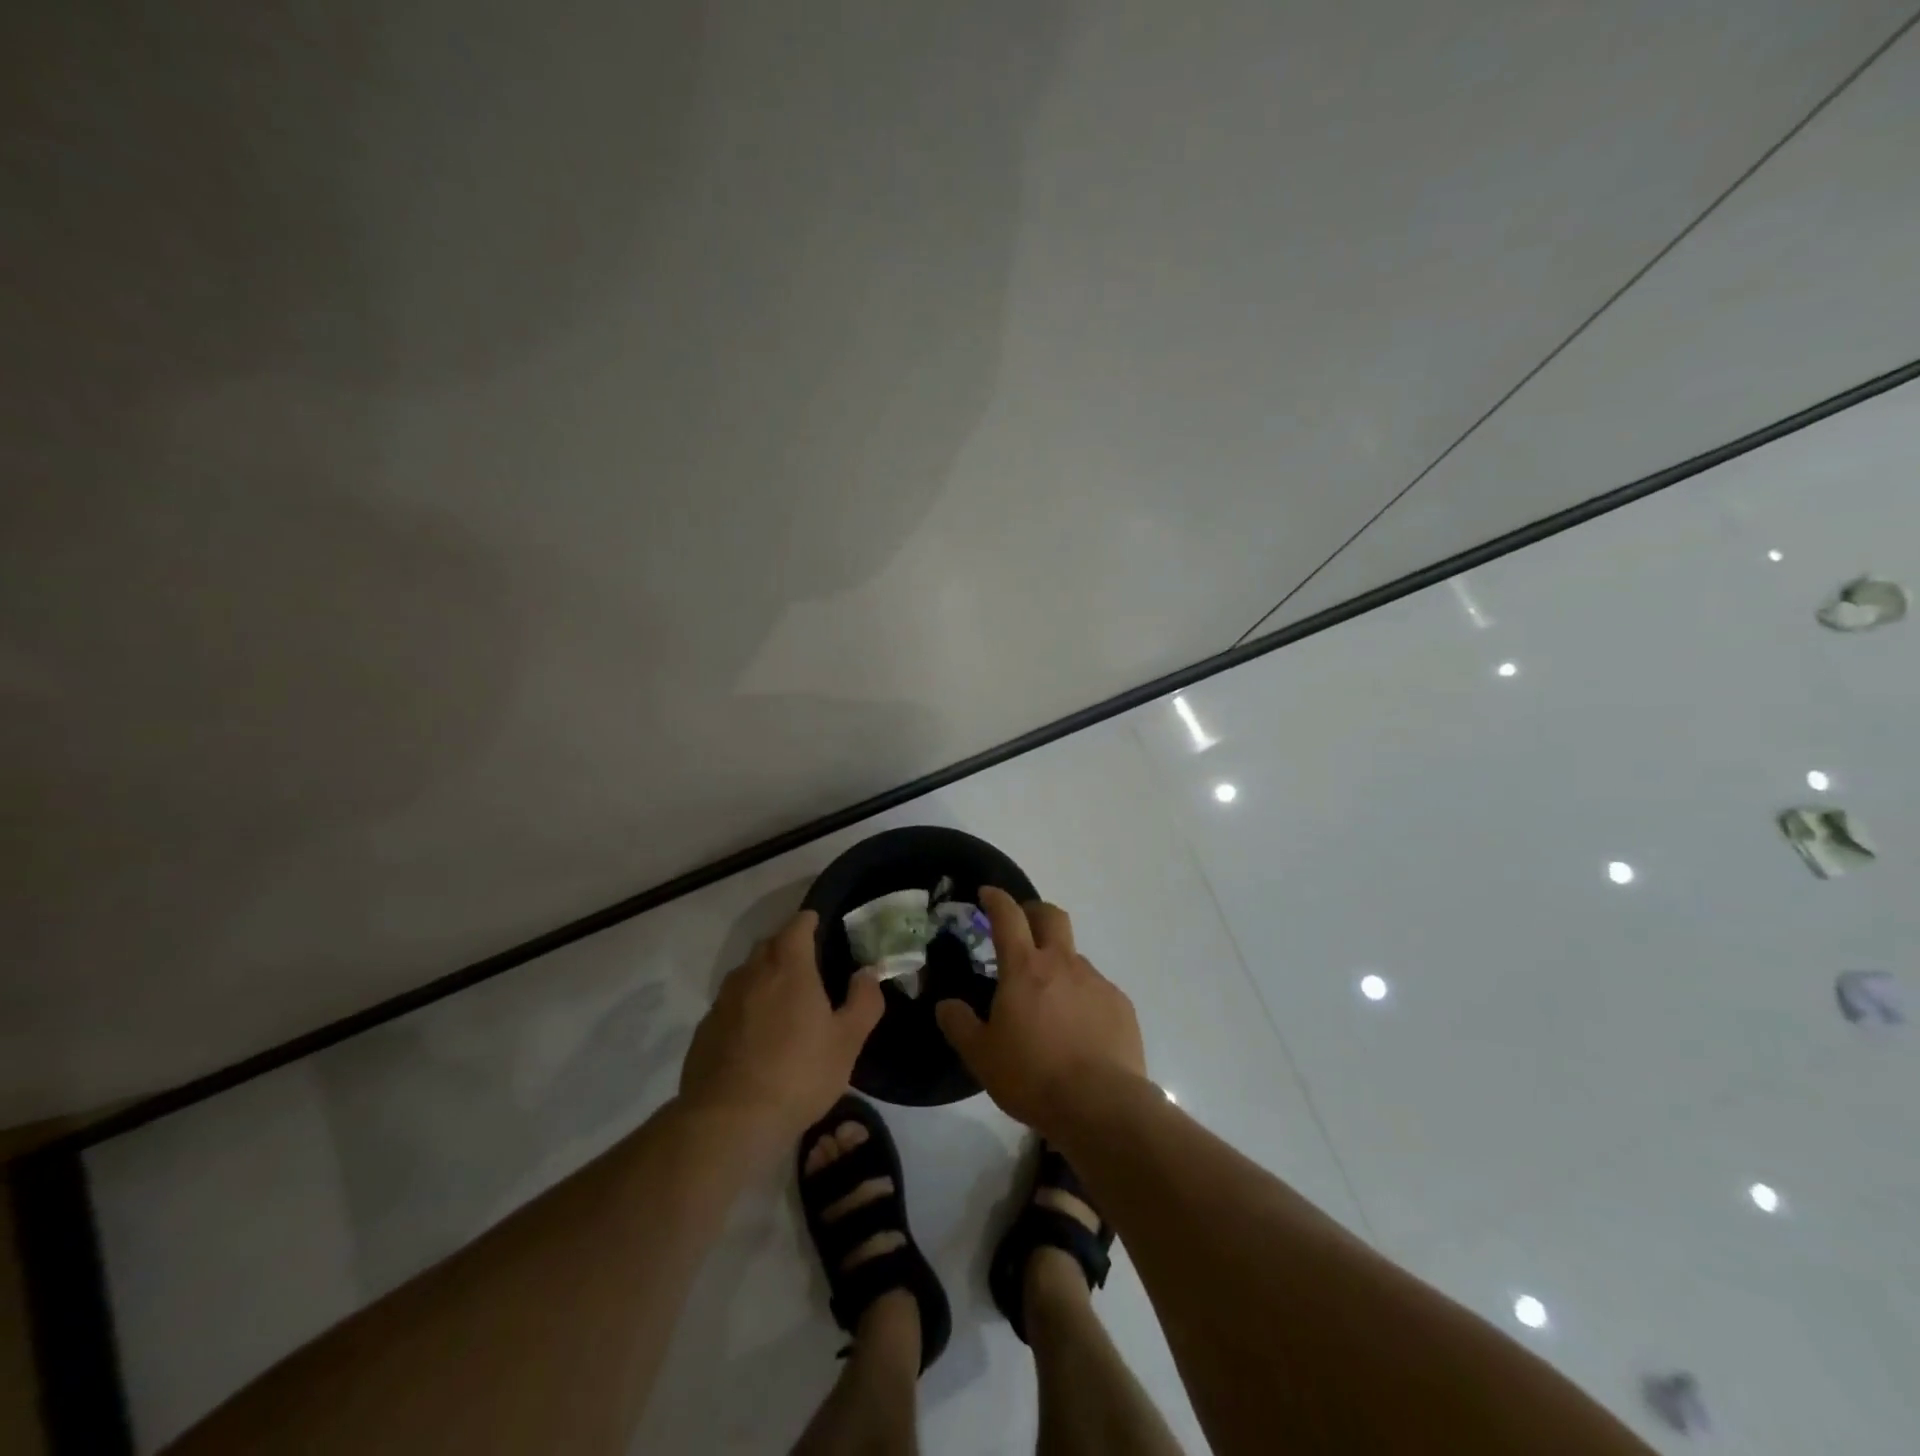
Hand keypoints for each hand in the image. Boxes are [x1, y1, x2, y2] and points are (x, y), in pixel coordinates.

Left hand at [679, 911, 884, 1143]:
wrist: (729, 1121)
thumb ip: (864, 1001)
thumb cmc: (798, 1074)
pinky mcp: (704, 1029)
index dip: (809, 921)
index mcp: (789, 967)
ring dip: (764, 977)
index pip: (797, 925)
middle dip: (787, 946)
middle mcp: (752, 973)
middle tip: (807, 965)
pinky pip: (730, 1005)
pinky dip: (745, 1008)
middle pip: (769, 945)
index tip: (819, 924)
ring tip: (782, 1001)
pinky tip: (755, 1036)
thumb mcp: (848, 1041)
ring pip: (747, 974)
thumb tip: (867, 972)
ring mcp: (723, 1001)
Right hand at [934, 887, 1145, 1131]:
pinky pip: (1096, 989)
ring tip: (1048, 1001)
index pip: (1008, 916)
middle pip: (1051, 916)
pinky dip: (1081, 997)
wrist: (1101, 1105)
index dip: (996, 898)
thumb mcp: (981, 1056)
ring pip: (1074, 957)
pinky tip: (1078, 1029)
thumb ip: (959, 1024)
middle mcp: (1063, 963)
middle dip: (1034, 911)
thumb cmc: (1033, 1076)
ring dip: (1058, 964)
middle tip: (1022, 924)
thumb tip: (946, 1005)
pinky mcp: (1120, 1005)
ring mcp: (1096, 981)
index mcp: (1025, 968)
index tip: (987, 893)